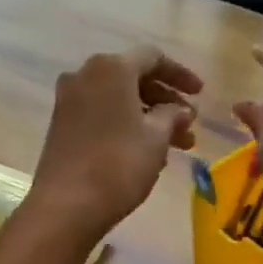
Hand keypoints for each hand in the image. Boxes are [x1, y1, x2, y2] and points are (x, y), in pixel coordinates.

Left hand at [19, 46, 202, 248]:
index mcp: (111, 68)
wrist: (66, 205)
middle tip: (189, 126)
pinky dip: (126, 125)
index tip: (201, 95)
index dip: (181, 75)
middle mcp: (85, 75)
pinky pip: (101, 114)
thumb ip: (173, 116)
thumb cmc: (118, 165)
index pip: (153, 58)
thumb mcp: (156, 138)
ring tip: (177, 146)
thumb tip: (181, 110)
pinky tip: (146, 151)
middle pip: (134, 78)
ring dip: (149, 117)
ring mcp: (69, 100)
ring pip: (118, 100)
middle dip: (166, 101)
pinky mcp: (61, 125)